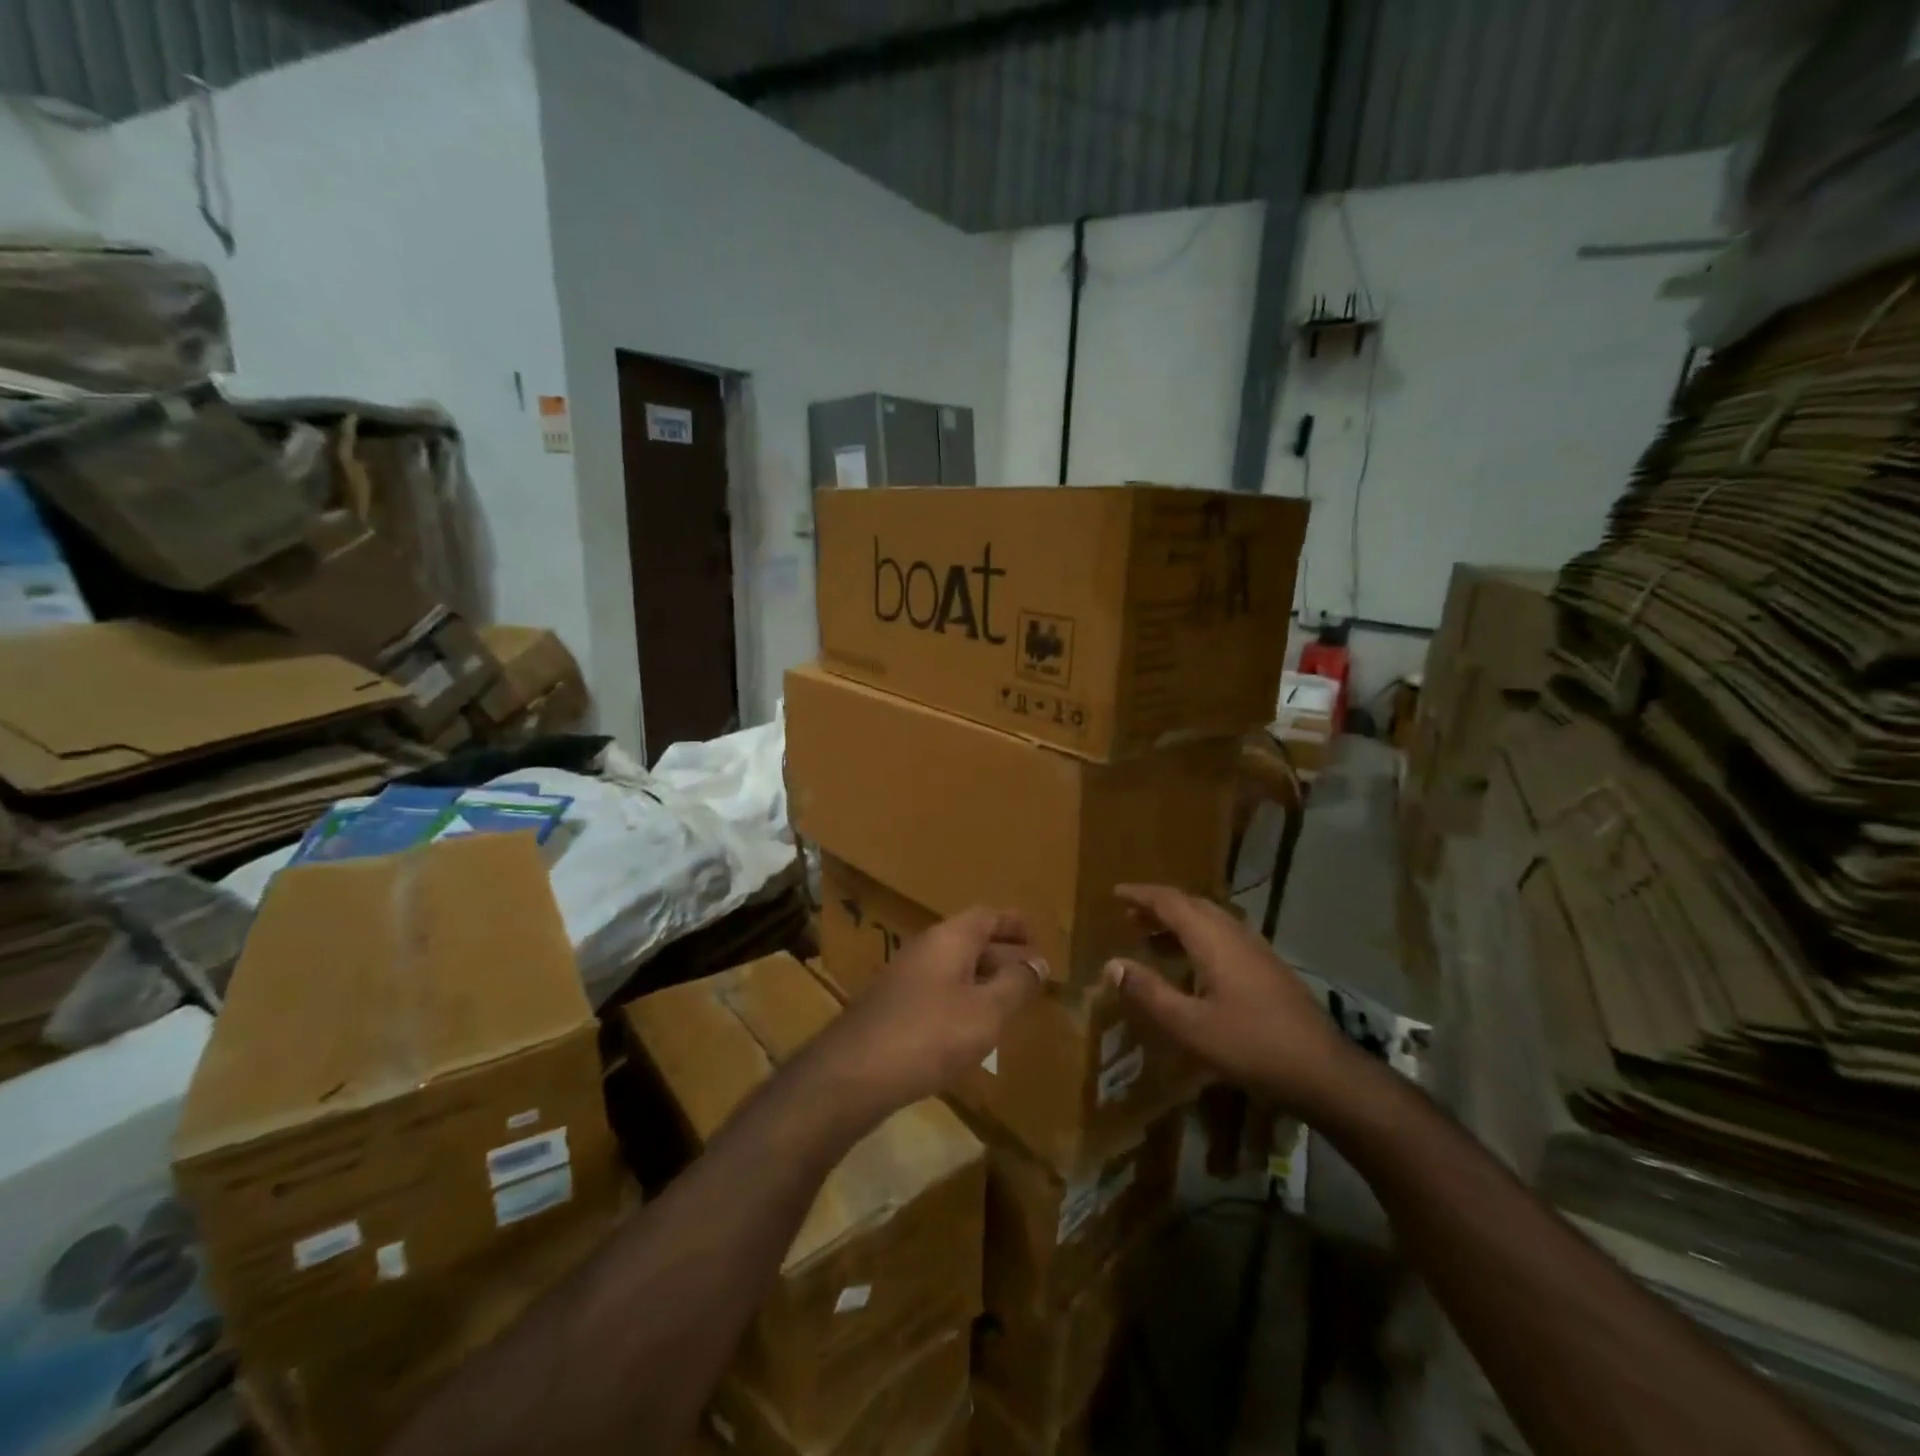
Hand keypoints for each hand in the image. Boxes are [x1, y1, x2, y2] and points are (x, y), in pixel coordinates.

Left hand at [814, 907, 1044, 1121]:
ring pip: (954, 967)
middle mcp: (925, 948)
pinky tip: (972, 1027)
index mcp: (949, 938)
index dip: (1013, 924)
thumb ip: (1015, 985)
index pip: (987, 916)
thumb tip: (1038, 962)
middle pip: (971, 939)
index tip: (1037, 936)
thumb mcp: (986, 1012)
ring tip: (1011, 1001)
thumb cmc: (929, 1034)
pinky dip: (963, 999)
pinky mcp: (894, 1007)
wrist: (853, 1073)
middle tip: (1033, 973)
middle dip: (1003, 953)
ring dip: (983, 979)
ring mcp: (905, 977)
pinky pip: (939, 990)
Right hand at [1106, 884, 1360, 1113]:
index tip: (1115, 893)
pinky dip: (1196, 938)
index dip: (1141, 895)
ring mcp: (1255, 949)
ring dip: (1177, 922)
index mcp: (1213, 939)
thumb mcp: (1189, 1024)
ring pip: (1209, 921)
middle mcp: (1234, 933)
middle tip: (1129, 916)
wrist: (1322, 1070)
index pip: (1170, 902)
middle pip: (1191, 905)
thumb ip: (1149, 992)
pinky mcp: (1267, 967)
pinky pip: (1222, 937)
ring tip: (1151, 938)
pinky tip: (1190, 966)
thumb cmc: (1250, 1044)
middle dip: (1158, 907)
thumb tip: (1113, 964)